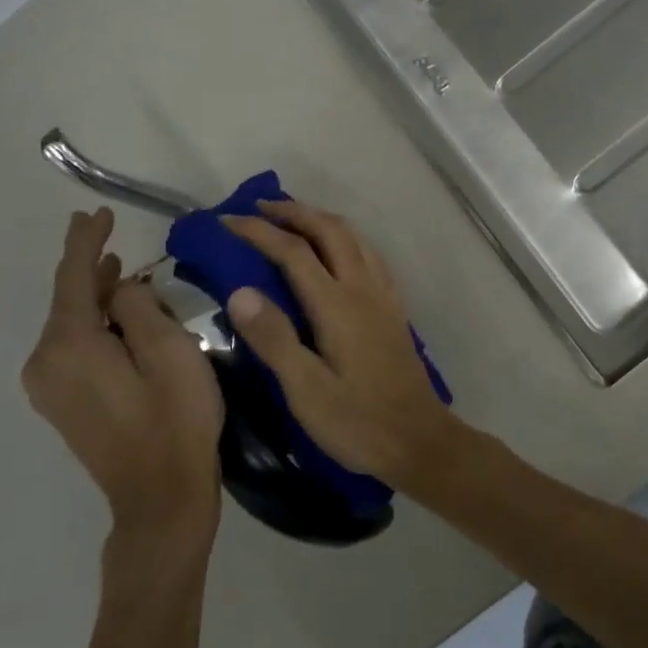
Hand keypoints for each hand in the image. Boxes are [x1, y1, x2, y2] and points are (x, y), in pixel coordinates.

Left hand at [22, 208, 225, 550]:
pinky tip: (117, 314)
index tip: (96, 212)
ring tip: (119, 268)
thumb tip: (120, 288)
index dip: (85, 241)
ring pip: (72, 324)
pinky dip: (95, 322)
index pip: (72, 278)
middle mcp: (45, 363)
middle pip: (67, 300)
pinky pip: (74, 346)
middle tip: (107, 229)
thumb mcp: (170, 350)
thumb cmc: (175, 418)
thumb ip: (139, 306)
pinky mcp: (64, 403)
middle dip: (89, 265)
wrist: (160, 497)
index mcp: (69, 346)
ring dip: (96, 295)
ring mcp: (50, 388)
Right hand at [222, 200, 460, 486]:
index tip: (227, 220)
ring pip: (354, 237)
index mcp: (337, 305)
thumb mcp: (306, 391)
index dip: (259, 231)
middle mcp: (363, 288)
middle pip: (330, 230)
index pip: (294, 251)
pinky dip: (346, 238)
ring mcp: (384, 295)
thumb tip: (239, 290)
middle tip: (259, 208)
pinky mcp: (394, 307)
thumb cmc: (358, 422)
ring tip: (293, 220)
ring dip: (321, 219)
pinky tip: (338, 251)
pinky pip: (370, 254)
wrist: (420, 440)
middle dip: (294, 212)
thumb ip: (274, 339)